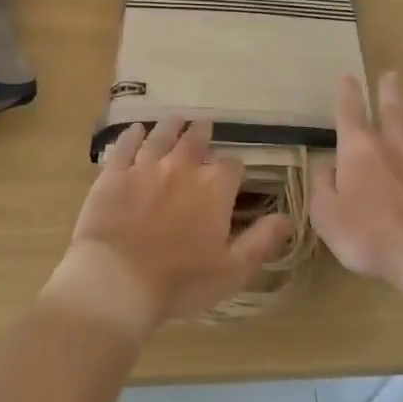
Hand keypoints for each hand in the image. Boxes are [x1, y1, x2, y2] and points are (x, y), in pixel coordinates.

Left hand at [41, 117, 294, 339]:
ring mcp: (144, 166)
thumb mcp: (233, 270)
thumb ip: (262, 240)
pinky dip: (132, 135)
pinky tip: (135, 130)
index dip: (235, 170)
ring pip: (161, 136)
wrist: (117, 281)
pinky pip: (124, 146)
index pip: (233, 166)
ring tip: (176, 119)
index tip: (234, 176)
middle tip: (204, 125)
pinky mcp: (113, 174)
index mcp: (214, 187)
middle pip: (195, 140)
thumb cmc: (180, 282)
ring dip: (171, 126)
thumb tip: (289, 218)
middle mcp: (182, 166)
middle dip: (202, 133)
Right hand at [312, 72, 402, 290]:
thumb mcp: (327, 216)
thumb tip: (327, 165)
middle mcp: (396, 144)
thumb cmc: (370, 236)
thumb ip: (323, 186)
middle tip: (391, 75)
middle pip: (393, 109)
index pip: (350, 113)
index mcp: (360, 150)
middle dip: (389, 90)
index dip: (348, 94)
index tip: (348, 77)